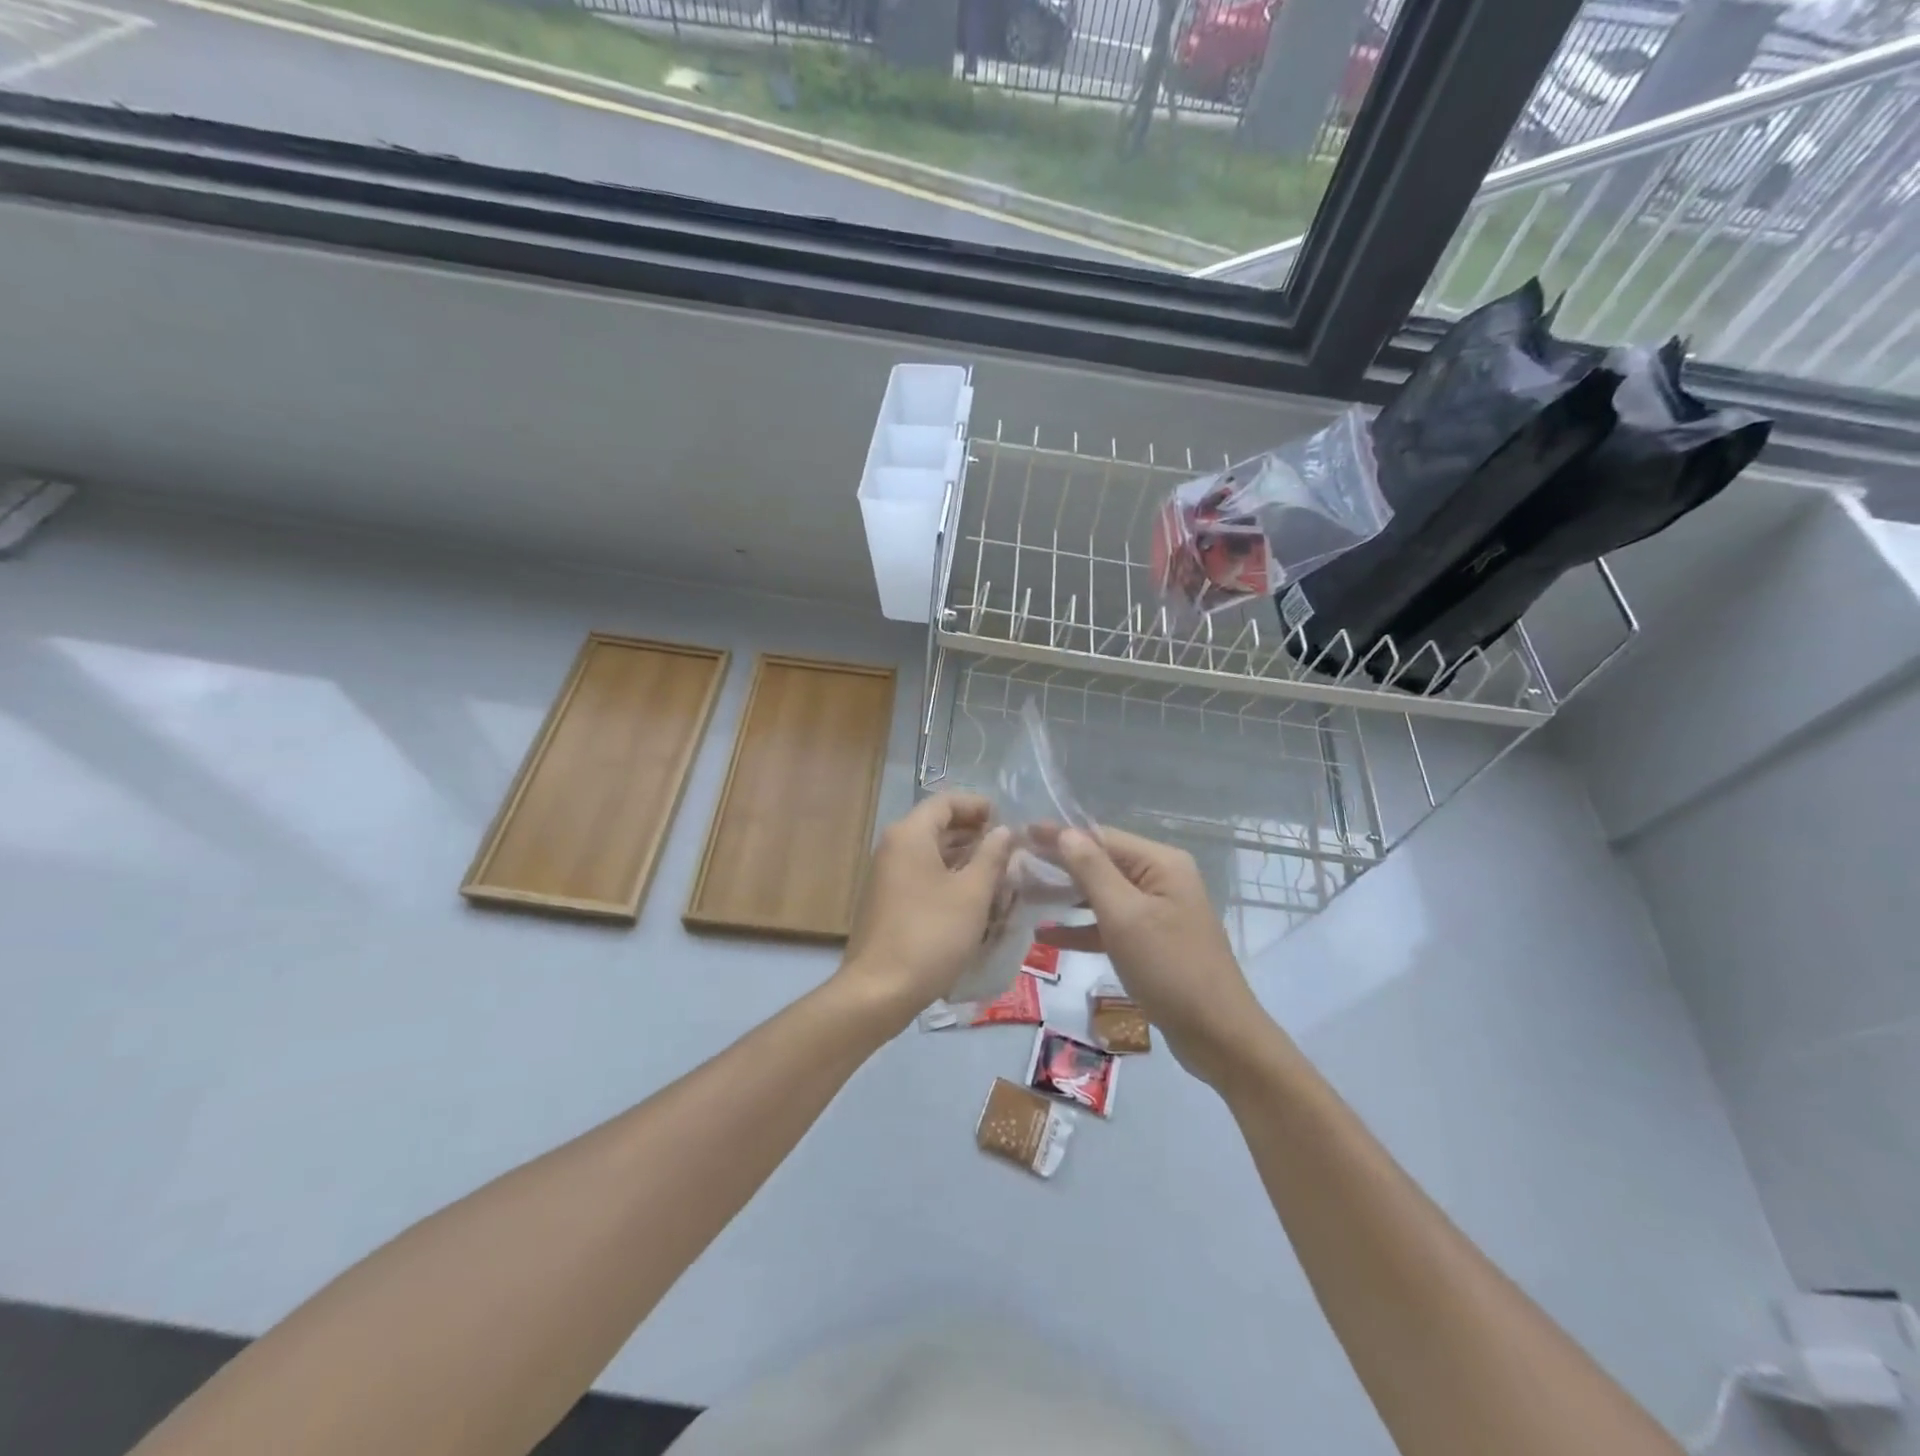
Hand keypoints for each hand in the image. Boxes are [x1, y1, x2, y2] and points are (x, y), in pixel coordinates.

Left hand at [836, 793, 1013, 1028]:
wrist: (879, 989)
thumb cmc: (931, 934)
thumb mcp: (972, 893)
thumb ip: (992, 856)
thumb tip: (1003, 831)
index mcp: (910, 835)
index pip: (946, 801)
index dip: (978, 805)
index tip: (1006, 820)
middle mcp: (893, 847)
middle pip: (937, 826)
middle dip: (974, 834)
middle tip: (1008, 850)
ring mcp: (887, 876)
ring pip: (931, 854)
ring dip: (964, 859)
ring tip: (998, 875)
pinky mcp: (888, 902)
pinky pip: (922, 876)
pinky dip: (948, 879)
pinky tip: (973, 900)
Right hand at [1037, 826, 1271, 1086]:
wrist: (1218, 1035)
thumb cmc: (1170, 968)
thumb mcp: (1125, 916)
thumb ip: (1092, 871)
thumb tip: (1065, 832)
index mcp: (1160, 863)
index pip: (1101, 837)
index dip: (1059, 835)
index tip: (1019, 833)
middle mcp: (1161, 879)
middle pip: (1101, 863)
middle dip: (1059, 865)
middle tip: (1014, 865)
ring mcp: (1157, 911)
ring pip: (1102, 894)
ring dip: (1065, 896)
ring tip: (1023, 894)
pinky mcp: (1152, 941)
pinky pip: (1110, 924)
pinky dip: (1082, 928)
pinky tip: (1046, 935)